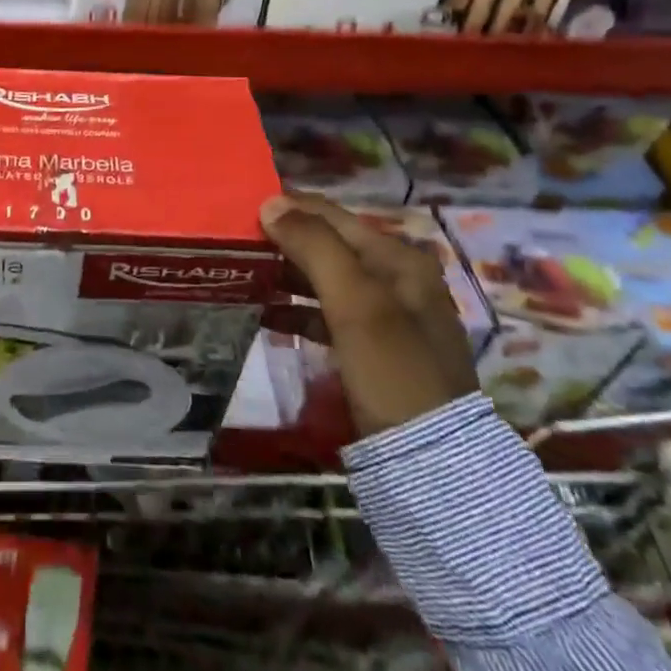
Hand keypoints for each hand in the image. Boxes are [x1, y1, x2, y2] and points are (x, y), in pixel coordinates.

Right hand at [260, 193, 478, 437]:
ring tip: (244, 274)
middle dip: (284, 241)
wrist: (435, 468)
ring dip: (286, 274)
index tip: (241, 208)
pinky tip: (266, 314)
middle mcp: (396, 279)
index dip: (288, 208)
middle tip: (236, 243)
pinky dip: (297, 310)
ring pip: (325, 279)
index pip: (333, 215)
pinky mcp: (374, 349)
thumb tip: (270, 203)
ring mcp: (387, 317)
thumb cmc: (393, 372)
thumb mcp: (355, 303)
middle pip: (329, 245)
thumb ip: (315, 247)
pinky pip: (327, 314)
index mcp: (399, 259)